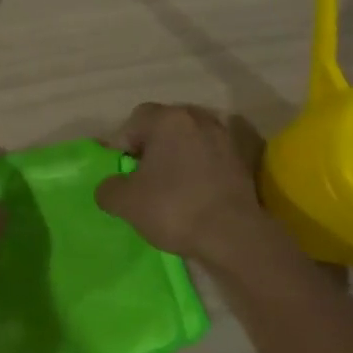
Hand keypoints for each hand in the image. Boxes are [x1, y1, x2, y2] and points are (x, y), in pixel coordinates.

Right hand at [95, 103, 282, 268]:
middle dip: (152, 147)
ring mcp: (225, 137)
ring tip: (172, 185)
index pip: (134, 121)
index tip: (122, 172)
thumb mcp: (125, 202)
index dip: (122, 145)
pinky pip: (213, 155)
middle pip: (165, 126)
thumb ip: (108, 188)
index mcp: (168, 120)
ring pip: (191, 140)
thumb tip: (111, 187)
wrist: (232, 234)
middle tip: (144, 177)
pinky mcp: (244, 158)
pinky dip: (202, 167)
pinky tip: (197, 190)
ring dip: (179, 156)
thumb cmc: (174, 209)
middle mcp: (199, 118)